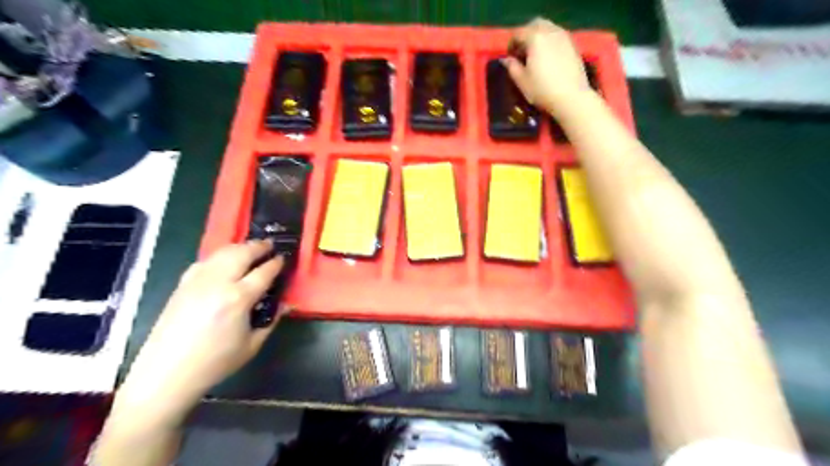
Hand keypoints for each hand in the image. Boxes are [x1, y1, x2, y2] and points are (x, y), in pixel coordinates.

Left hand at [113, 242, 286, 427]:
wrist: (166, 374)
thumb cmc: (215, 363)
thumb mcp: (252, 345)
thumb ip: (271, 320)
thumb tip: (286, 304)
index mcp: (238, 298)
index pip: (264, 271)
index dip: (276, 263)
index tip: (284, 258)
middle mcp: (218, 283)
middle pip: (242, 253)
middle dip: (259, 246)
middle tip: (270, 245)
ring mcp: (197, 281)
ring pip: (222, 252)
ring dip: (240, 247)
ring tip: (250, 249)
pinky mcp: (182, 285)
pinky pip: (205, 262)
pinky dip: (219, 257)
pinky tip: (224, 263)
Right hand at [503, 18, 592, 116]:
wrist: (571, 98)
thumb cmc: (542, 90)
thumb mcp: (521, 81)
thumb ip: (512, 67)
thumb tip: (506, 60)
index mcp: (535, 38)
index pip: (518, 33)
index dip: (511, 45)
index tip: (509, 57)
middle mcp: (550, 32)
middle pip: (535, 25)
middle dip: (526, 35)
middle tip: (521, 52)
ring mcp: (564, 37)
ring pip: (548, 29)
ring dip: (539, 37)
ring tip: (535, 55)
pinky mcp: (573, 45)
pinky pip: (558, 36)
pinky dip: (550, 42)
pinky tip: (548, 58)